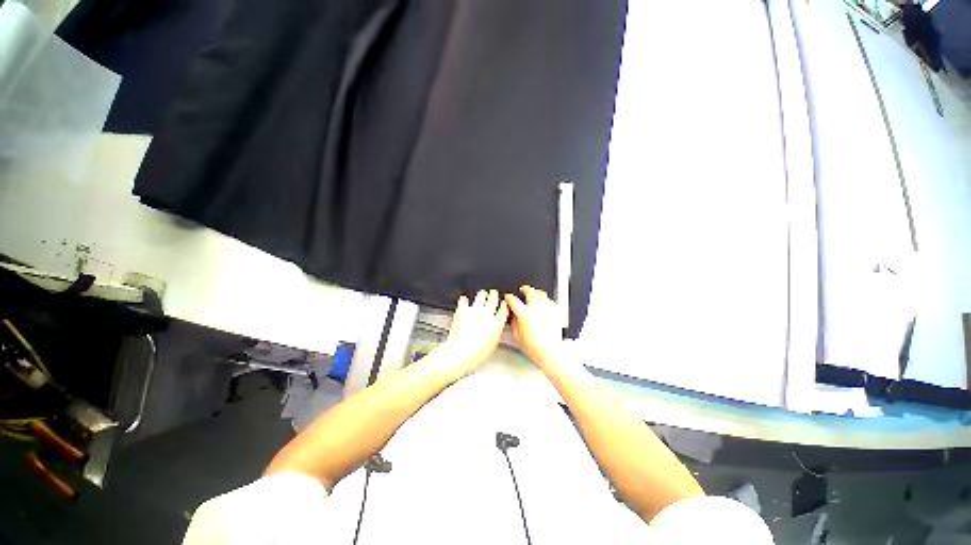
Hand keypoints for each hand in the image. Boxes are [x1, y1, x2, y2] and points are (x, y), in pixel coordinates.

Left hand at [437, 290, 508, 378]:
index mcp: (497, 322)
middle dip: (494, 295)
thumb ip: (497, 333)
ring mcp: (475, 310)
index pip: (503, 308)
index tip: (503, 303)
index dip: (503, 305)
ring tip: (482, 294)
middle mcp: (487, 313)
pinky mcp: (463, 309)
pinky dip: (464, 299)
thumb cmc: (477, 352)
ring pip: (481, 295)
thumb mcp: (493, 344)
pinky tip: (464, 299)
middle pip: (493, 298)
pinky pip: (464, 300)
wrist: (461, 351)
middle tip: (493, 293)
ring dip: (482, 294)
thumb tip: (497, 329)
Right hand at [504, 286, 563, 368]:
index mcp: (524, 314)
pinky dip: (547, 300)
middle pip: (530, 291)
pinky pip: (551, 301)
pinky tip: (545, 302)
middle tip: (523, 289)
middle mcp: (536, 309)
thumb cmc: (535, 348)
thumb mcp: (517, 336)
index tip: (508, 297)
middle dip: (524, 289)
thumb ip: (514, 323)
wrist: (550, 352)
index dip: (509, 297)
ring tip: (534, 293)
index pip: (514, 300)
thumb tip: (514, 316)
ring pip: (542, 294)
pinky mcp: (555, 313)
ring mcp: (546, 310)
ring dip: (536, 292)